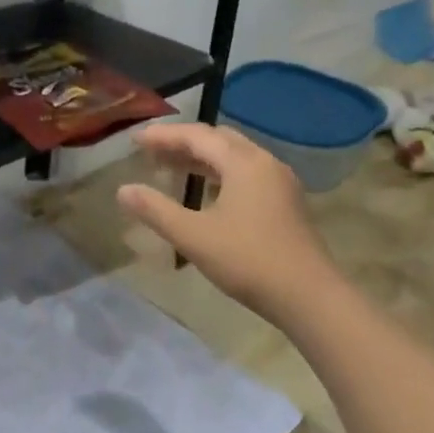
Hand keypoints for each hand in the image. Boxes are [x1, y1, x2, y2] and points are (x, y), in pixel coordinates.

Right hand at [114, 123, 334, 326]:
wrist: (310, 297)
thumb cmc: (249, 261)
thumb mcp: (194, 236)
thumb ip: (155, 210)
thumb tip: (123, 190)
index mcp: (243, 163)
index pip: (197, 136)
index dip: (163, 135)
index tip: (134, 139)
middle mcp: (264, 163)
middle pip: (218, 140)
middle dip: (183, 142)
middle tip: (151, 151)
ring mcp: (280, 183)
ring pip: (234, 157)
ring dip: (201, 158)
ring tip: (170, 168)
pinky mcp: (286, 203)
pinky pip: (246, 174)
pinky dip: (219, 173)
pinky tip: (206, 192)